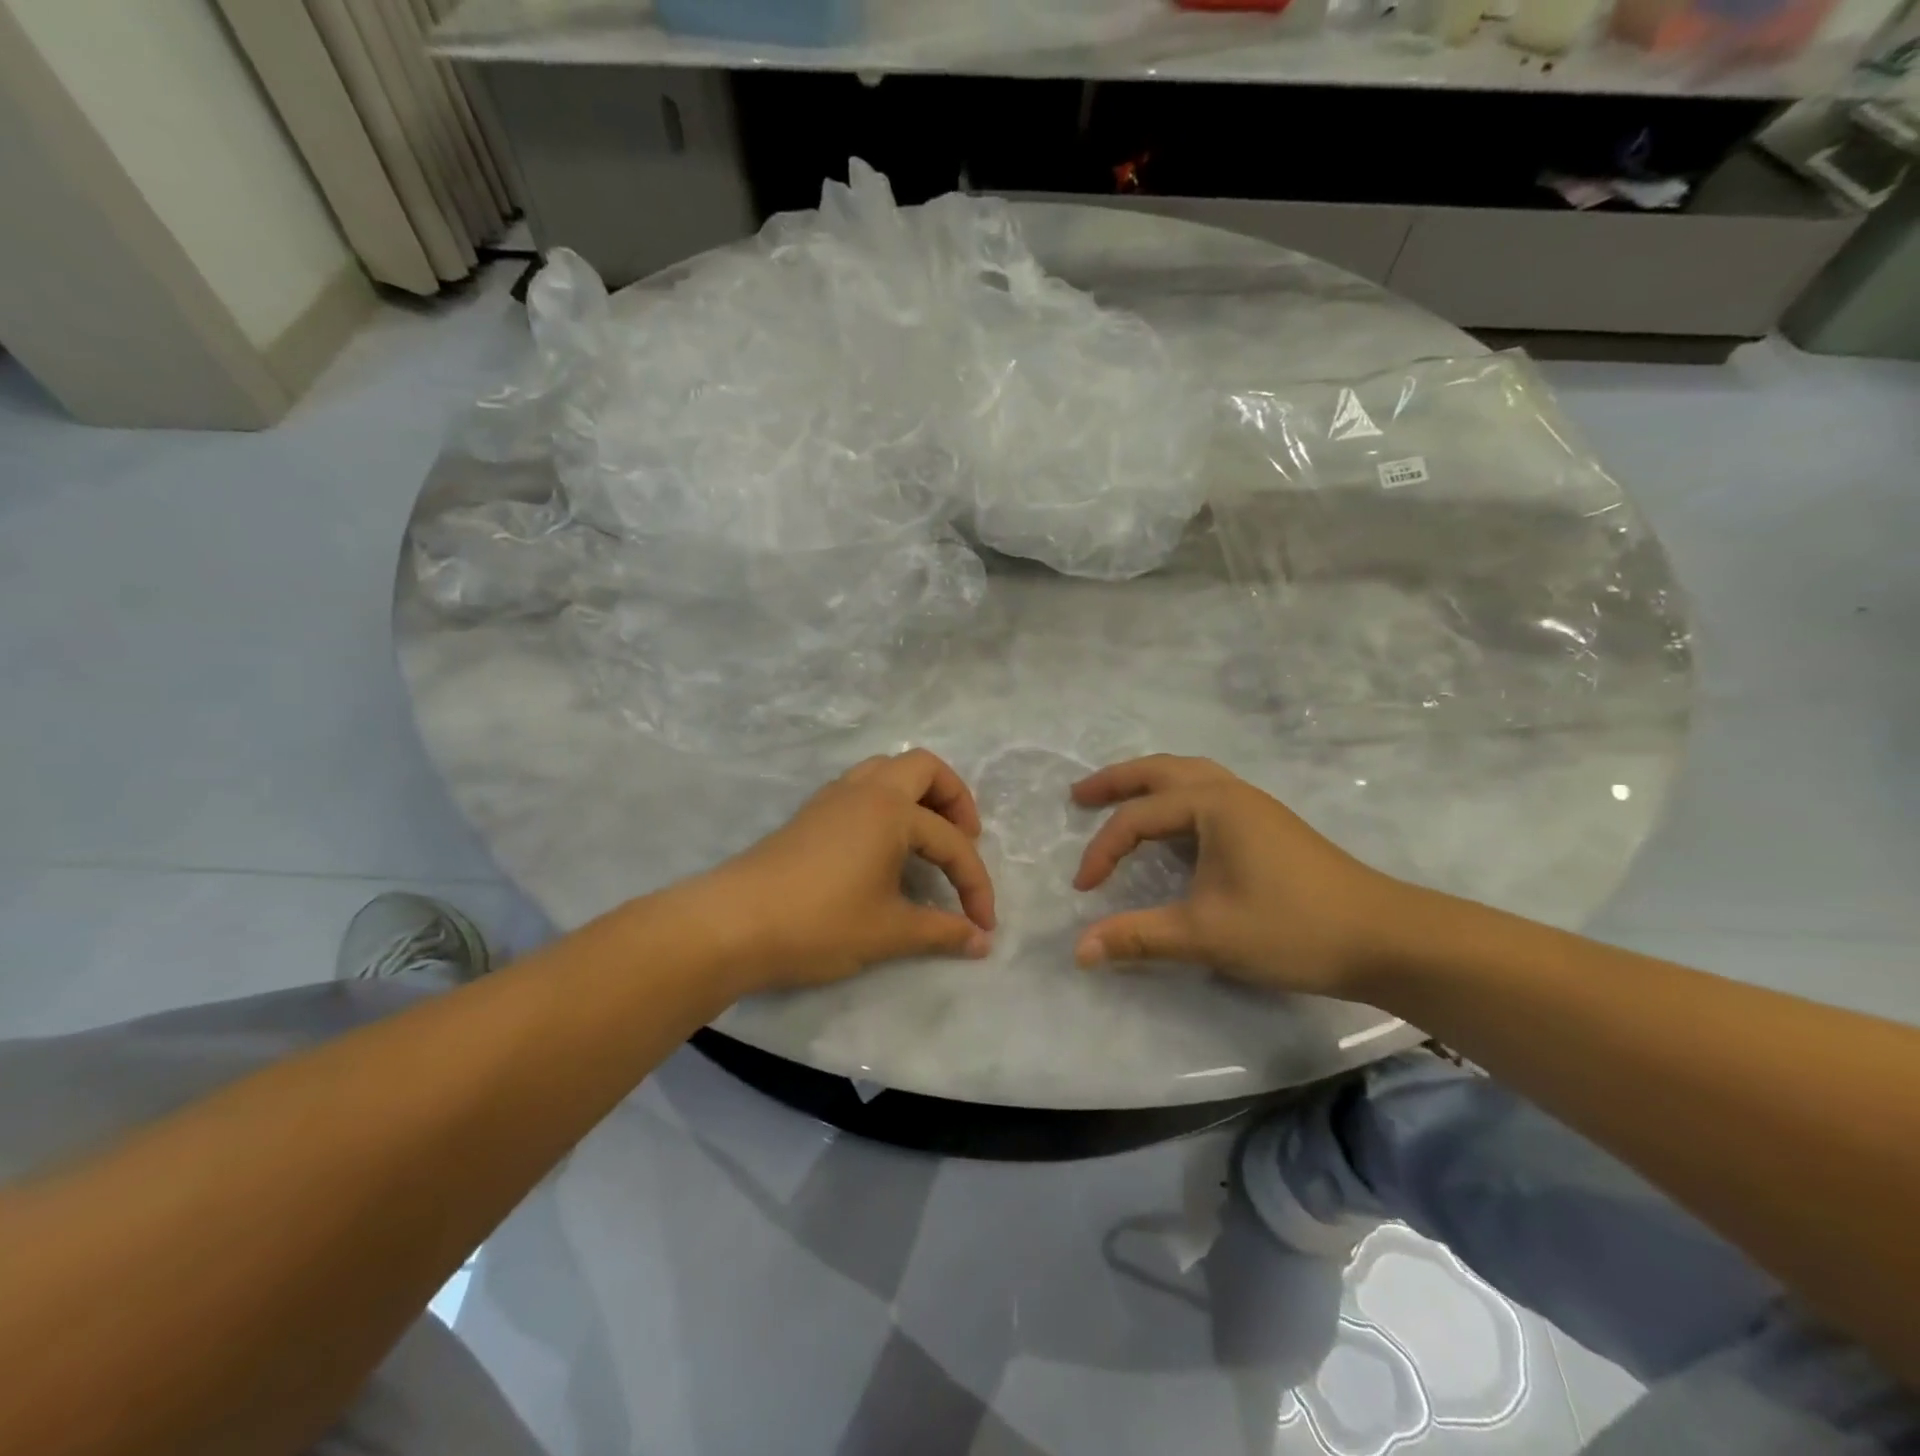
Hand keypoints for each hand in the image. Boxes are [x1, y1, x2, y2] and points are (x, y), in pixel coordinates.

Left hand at [711, 749, 996, 993]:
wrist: (732, 924)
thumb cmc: (819, 922)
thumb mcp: (889, 931)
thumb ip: (941, 932)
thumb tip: (982, 942)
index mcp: (891, 810)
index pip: (951, 843)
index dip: (974, 884)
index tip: (983, 924)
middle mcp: (865, 790)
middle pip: (924, 768)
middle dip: (955, 799)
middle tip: (964, 839)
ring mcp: (833, 797)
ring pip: (887, 770)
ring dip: (917, 795)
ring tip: (927, 838)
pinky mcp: (810, 814)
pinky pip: (862, 788)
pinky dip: (886, 804)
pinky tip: (884, 846)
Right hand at [1071, 755, 1414, 997]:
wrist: (1385, 939)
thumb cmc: (1291, 928)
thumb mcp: (1205, 935)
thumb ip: (1138, 937)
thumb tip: (1079, 951)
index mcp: (1213, 804)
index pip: (1137, 818)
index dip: (1102, 851)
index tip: (1084, 891)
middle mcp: (1231, 792)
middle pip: (1160, 770)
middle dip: (1115, 781)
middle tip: (1078, 797)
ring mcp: (1254, 806)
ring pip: (1188, 777)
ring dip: (1147, 784)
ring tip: (1117, 800)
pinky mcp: (1268, 825)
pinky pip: (1206, 793)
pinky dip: (1175, 798)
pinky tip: (1171, 826)